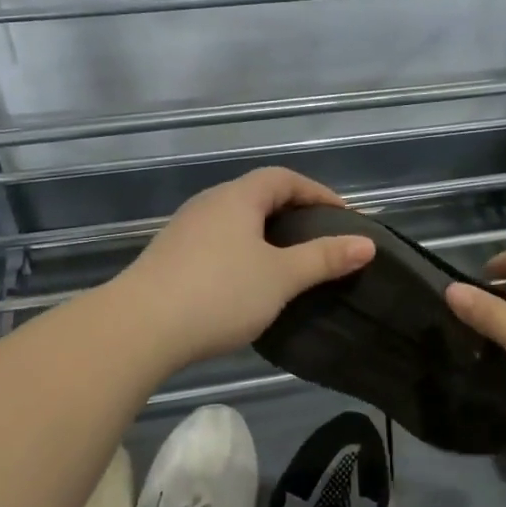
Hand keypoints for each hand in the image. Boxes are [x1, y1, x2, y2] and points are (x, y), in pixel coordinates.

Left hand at [113, 167, 374, 370]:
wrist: (139, 328)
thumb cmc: (219, 293)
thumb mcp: (281, 277)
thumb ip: (324, 258)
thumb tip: (366, 244)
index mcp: (237, 197)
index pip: (284, 178)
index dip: (317, 192)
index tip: (344, 217)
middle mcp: (209, 204)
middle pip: (258, 196)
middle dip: (293, 213)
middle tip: (320, 240)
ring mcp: (184, 230)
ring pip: (236, 221)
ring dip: (266, 236)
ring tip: (289, 264)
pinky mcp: (169, 257)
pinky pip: (217, 243)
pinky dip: (242, 253)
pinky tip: (248, 283)